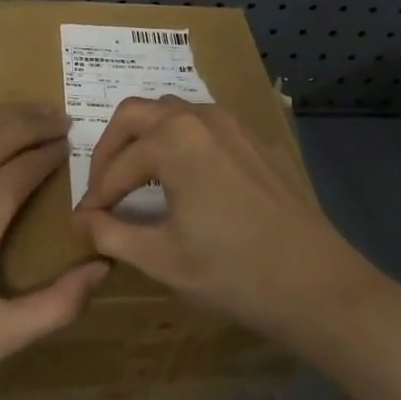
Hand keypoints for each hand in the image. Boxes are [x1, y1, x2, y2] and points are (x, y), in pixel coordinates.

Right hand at [75, 97, 384, 351]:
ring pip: (175, 113)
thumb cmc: (232, 272)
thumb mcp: (162, 258)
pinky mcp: (259, 144)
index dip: (95, 195)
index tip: (83, 222)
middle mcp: (202, 118)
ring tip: (138, 177)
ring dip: (148, 137)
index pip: (117, 165)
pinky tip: (189, 180)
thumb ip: (112, 234)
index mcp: (174, 140)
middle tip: (103, 185)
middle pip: (137, 113)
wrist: (318, 285)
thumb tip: (82, 220)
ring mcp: (236, 126)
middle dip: (111, 146)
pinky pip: (209, 129)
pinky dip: (184, 144)